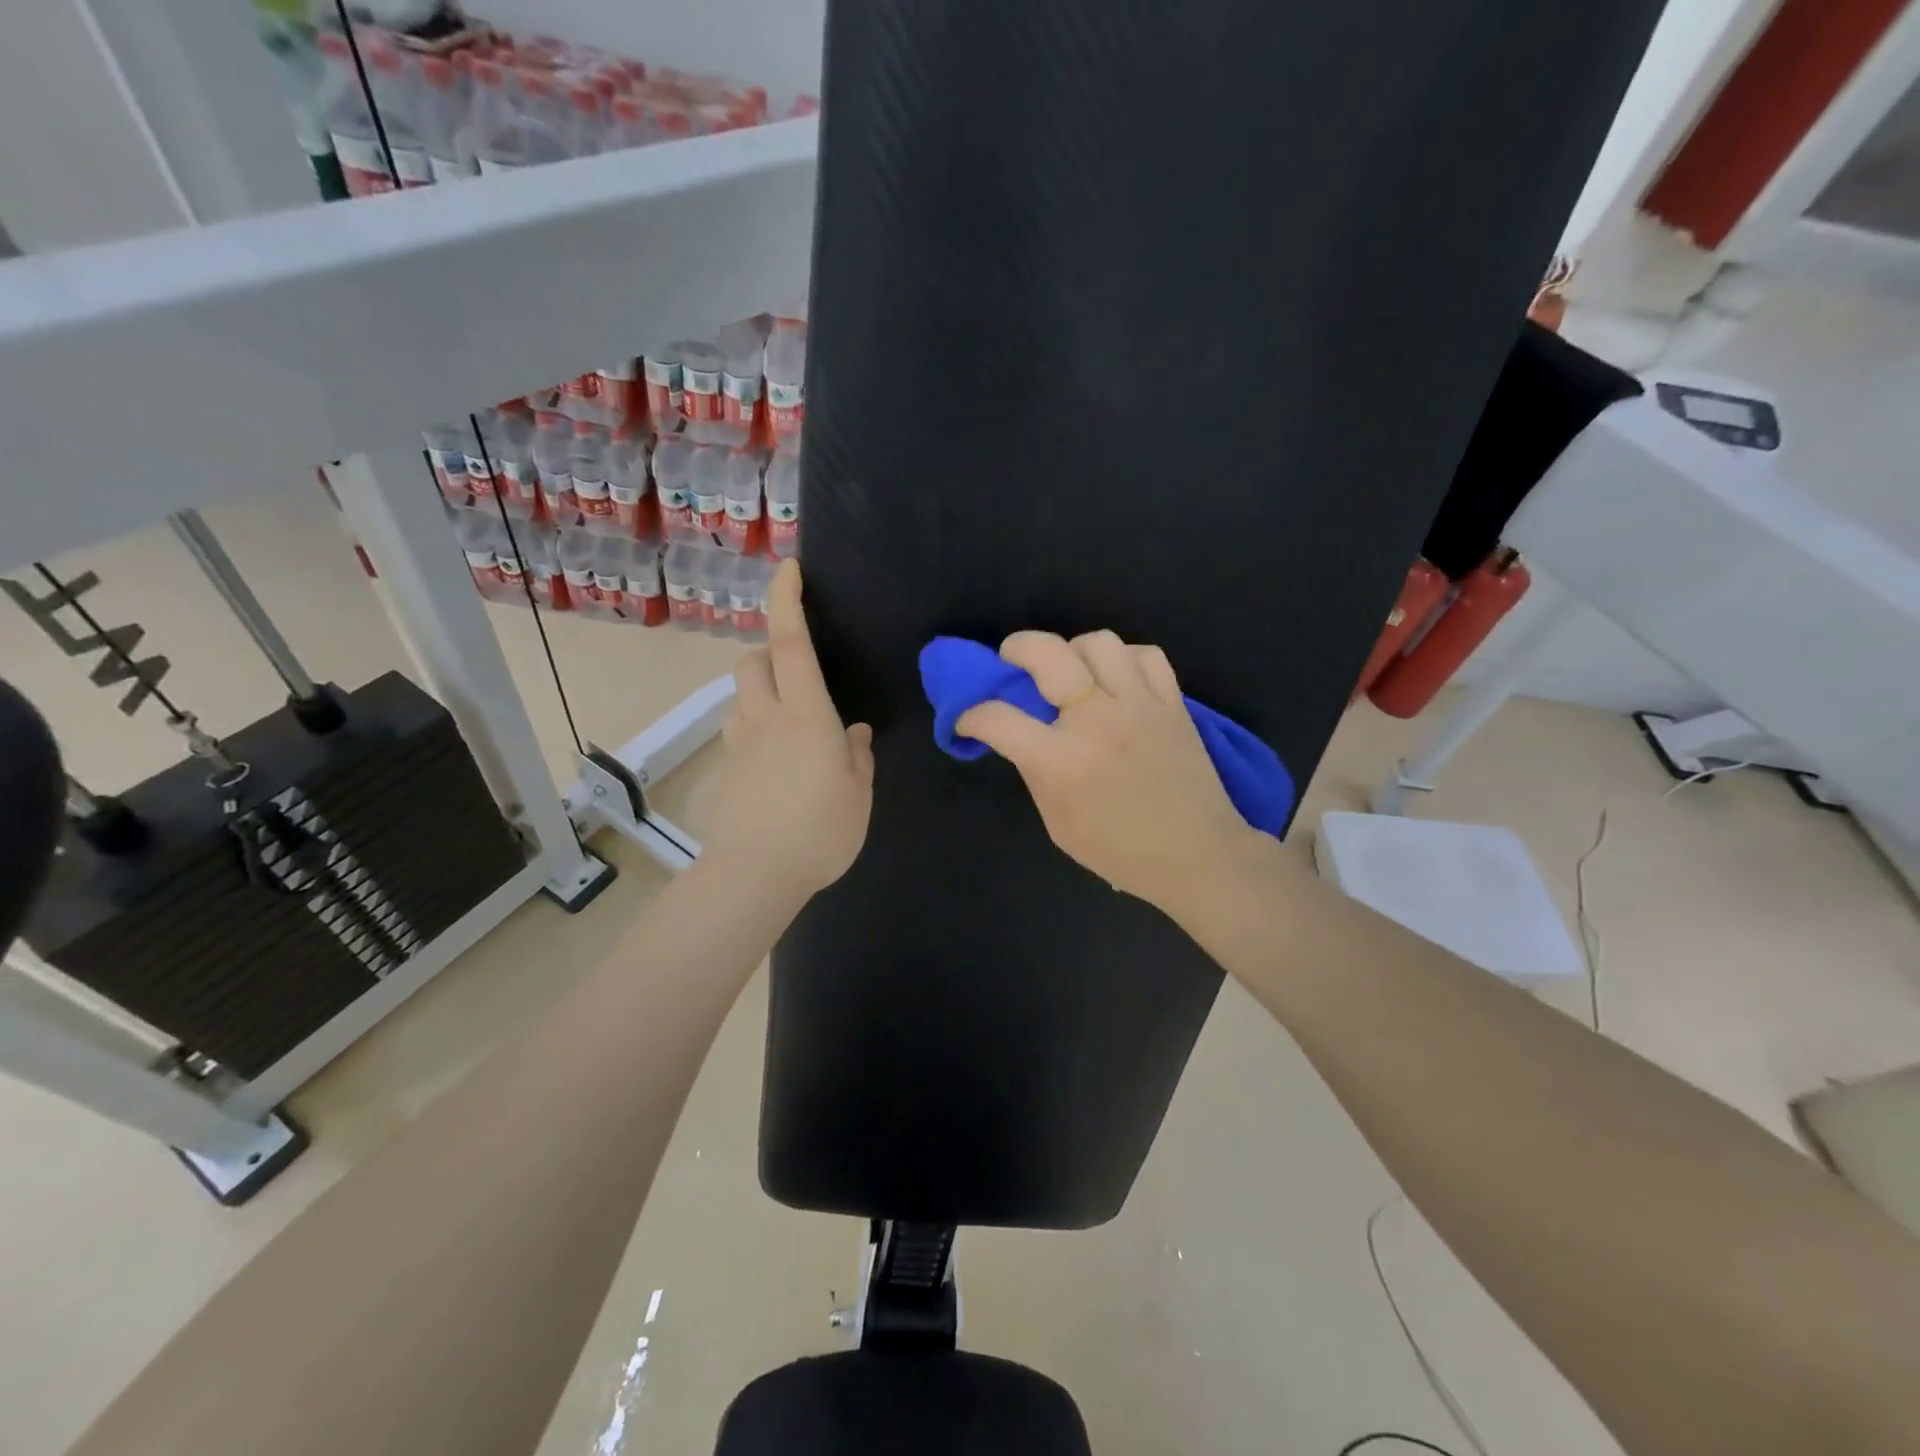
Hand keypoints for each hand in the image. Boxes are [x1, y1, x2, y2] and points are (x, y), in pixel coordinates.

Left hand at [706, 561, 873, 902]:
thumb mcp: (858, 794)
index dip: (788, 601)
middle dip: (769, 652)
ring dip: (760, 690)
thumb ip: (858, 757)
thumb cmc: (819, 831)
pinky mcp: (727, 770)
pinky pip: (738, 730)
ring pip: (740, 695)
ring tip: (790, 720)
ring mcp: (740, 743)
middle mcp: (766, 718)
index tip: (789, 569)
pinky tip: (776, 759)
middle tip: (798, 673)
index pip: (791, 644)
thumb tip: (854, 733)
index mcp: (806, 715)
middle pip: (752, 661)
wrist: (755, 874)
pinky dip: (755, 726)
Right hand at [955, 630, 1260, 911]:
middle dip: (1017, 648)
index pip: (998, 718)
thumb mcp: (1058, 823)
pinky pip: (1145, 654)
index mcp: (1061, 761)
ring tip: (1072, 672)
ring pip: (1099, 642)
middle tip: (1012, 661)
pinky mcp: (1173, 702)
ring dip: (1074, 650)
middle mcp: (1097, 721)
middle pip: (1048, 653)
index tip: (969, 721)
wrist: (1197, 855)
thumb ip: (1035, 772)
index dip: (972, 716)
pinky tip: (1118, 680)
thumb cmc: (1119, 850)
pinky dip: (1125, 659)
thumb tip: (1020, 737)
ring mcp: (1139, 705)